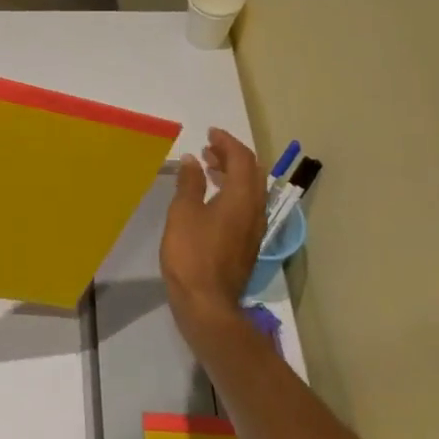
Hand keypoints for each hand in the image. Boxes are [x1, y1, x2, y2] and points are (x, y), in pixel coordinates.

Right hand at [160, 128, 265, 340]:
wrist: (207, 304)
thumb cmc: (192, 254)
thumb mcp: (183, 213)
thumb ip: (190, 183)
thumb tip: (195, 160)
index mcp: (242, 198)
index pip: (242, 159)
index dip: (227, 142)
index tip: (210, 133)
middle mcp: (255, 210)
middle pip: (252, 173)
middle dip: (232, 156)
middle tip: (209, 149)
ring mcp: (254, 229)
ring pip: (250, 191)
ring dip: (232, 174)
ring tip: (208, 168)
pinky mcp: (247, 245)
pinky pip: (245, 207)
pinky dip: (232, 192)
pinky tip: (212, 199)